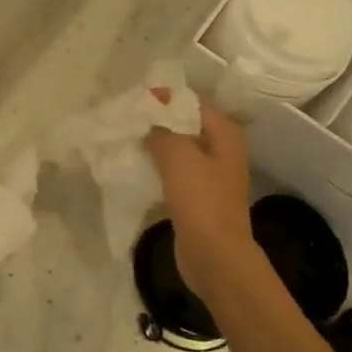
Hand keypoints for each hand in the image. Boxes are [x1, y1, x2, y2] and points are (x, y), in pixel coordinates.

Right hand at [143, 97, 257, 302]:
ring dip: (156, 143)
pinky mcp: (198, 196)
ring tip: (127, 138)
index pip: (194, 101)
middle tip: (127, 117)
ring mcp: (211, 175)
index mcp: (224, 134)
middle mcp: (221, 150)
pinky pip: (175, 171)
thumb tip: (148, 122)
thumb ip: (160, 130)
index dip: (166, 96)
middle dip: (158, 119)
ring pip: (179, 148)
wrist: (214, 255)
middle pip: (186, 124)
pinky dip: (157, 166)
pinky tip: (136, 165)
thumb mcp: (177, 155)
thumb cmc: (200, 199)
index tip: (136, 97)